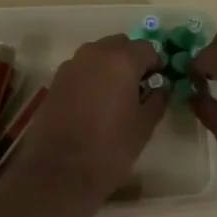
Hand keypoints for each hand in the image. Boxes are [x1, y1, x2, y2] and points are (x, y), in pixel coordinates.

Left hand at [7, 34, 166, 210]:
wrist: (59, 172)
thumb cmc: (109, 148)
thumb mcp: (144, 126)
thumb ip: (157, 99)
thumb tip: (160, 87)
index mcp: (121, 59)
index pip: (147, 48)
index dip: (156, 63)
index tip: (158, 83)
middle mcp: (95, 53)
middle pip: (120, 44)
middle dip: (132, 60)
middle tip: (138, 87)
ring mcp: (72, 64)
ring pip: (98, 54)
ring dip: (110, 66)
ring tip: (115, 96)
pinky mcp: (56, 79)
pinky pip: (81, 68)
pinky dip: (92, 76)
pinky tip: (93, 103)